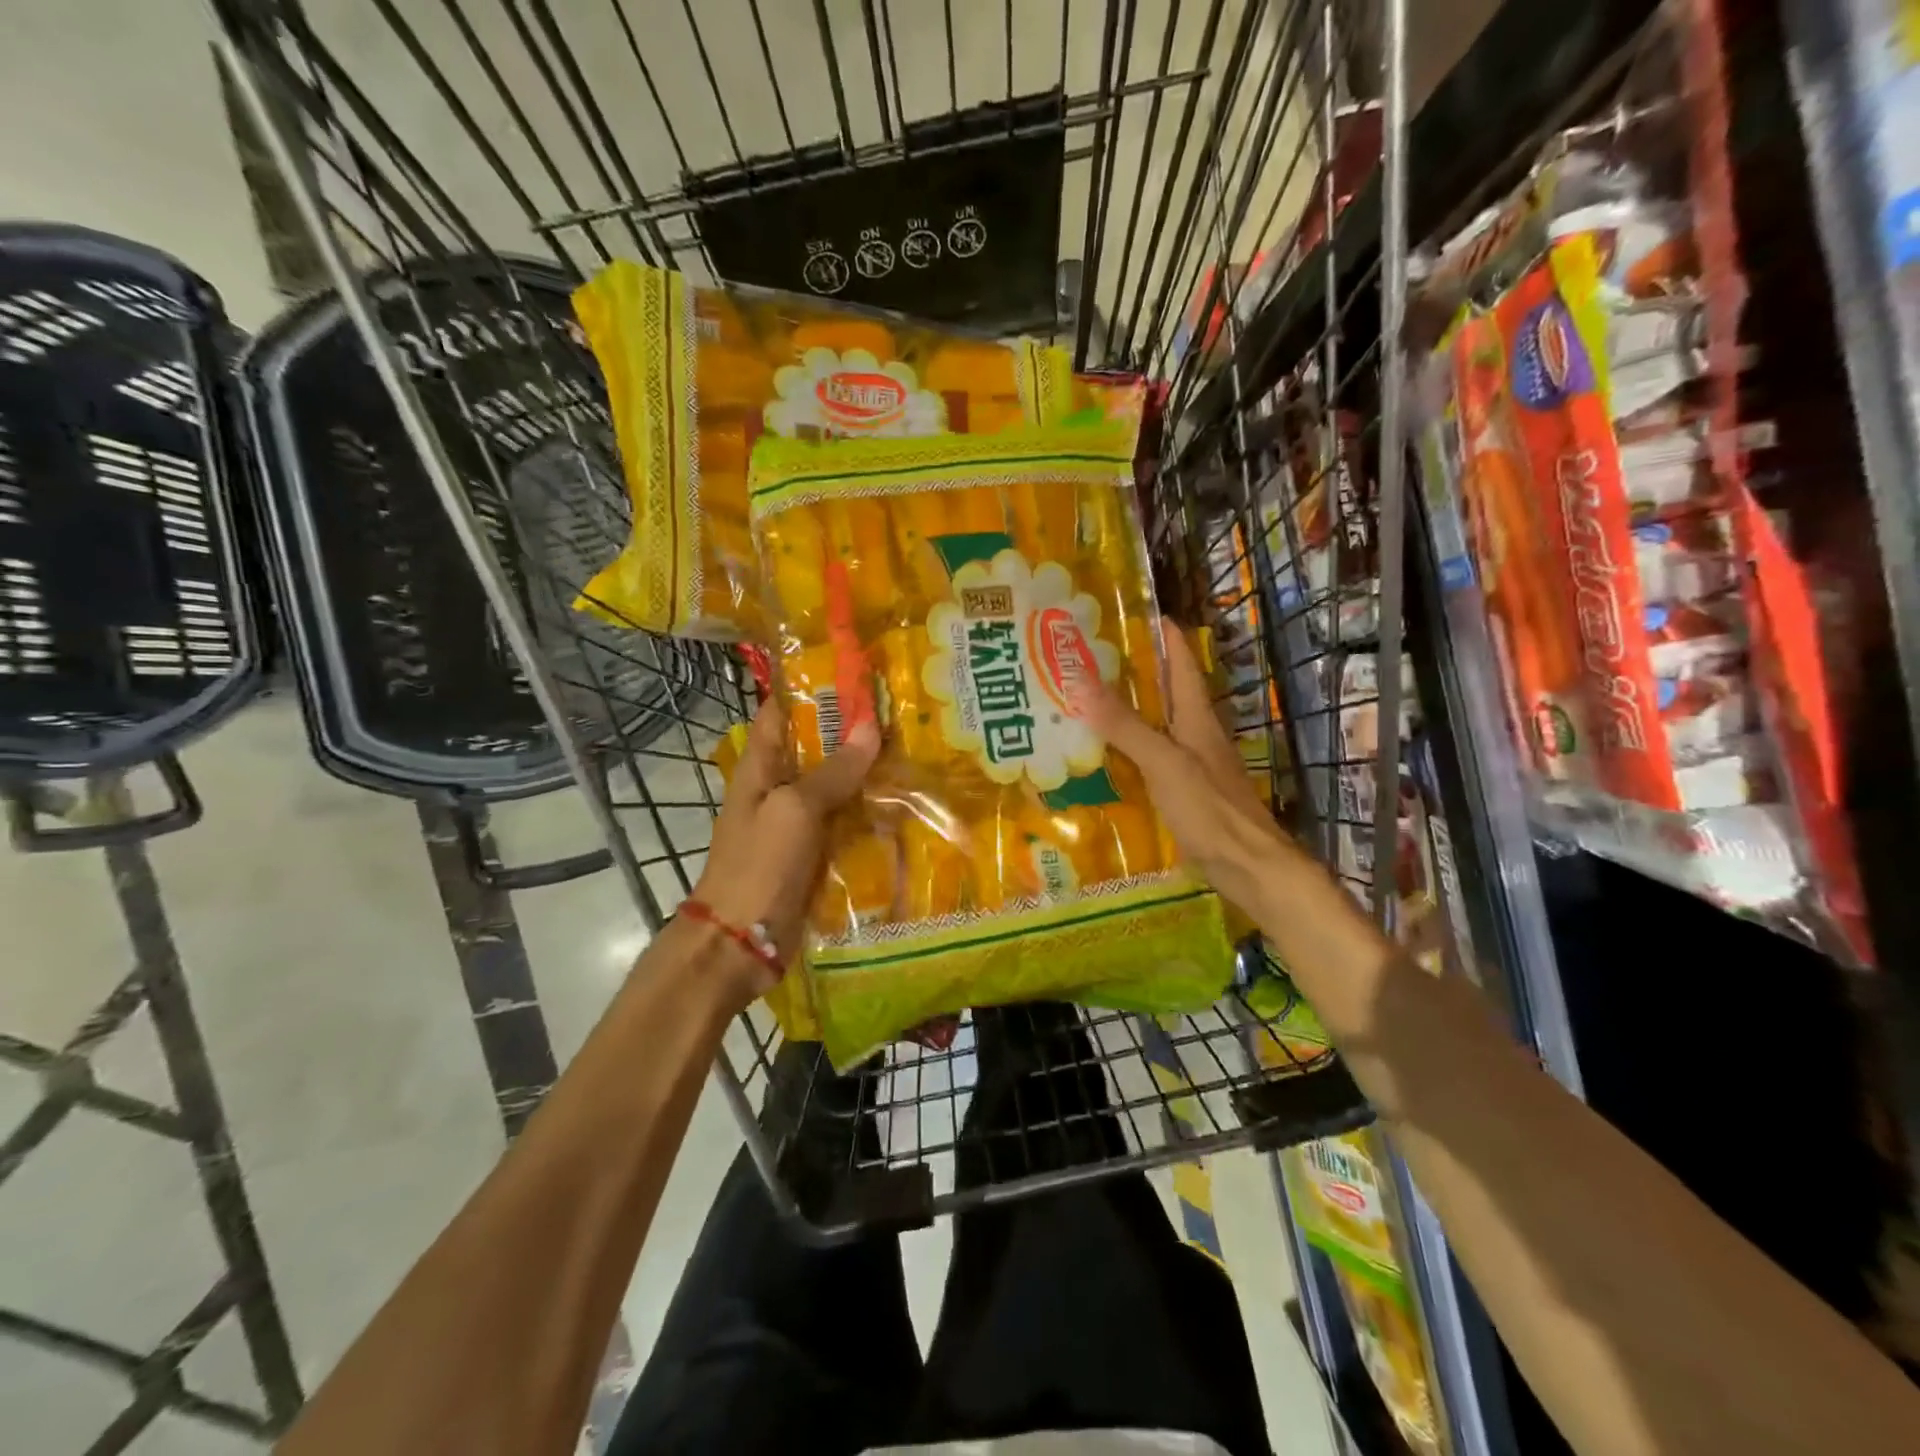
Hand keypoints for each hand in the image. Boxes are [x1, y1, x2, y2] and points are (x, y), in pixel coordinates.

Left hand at [691, 701, 878, 1004]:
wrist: (740, 942)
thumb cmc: (759, 865)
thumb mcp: (795, 810)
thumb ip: (833, 771)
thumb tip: (869, 726)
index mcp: (761, 767)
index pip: (782, 711)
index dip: (813, 689)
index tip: (855, 673)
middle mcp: (779, 789)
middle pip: (817, 748)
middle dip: (854, 732)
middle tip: (902, 712)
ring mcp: (797, 824)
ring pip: (837, 787)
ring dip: (868, 774)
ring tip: (915, 751)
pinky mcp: (815, 854)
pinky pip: (846, 825)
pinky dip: (870, 814)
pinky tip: (906, 805)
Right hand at [1079, 619, 1294, 918]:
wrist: (1249, 866)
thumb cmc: (1211, 809)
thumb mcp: (1164, 762)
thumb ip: (1125, 726)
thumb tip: (1081, 681)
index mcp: (1196, 716)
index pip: (1180, 659)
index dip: (1161, 633)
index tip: (1128, 612)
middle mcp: (1195, 732)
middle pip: (1164, 690)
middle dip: (1131, 671)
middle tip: (1086, 658)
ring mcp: (1191, 762)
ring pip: (1155, 724)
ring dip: (1126, 710)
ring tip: (1082, 701)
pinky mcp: (1183, 790)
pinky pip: (1150, 757)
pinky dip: (1126, 748)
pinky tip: (1101, 756)